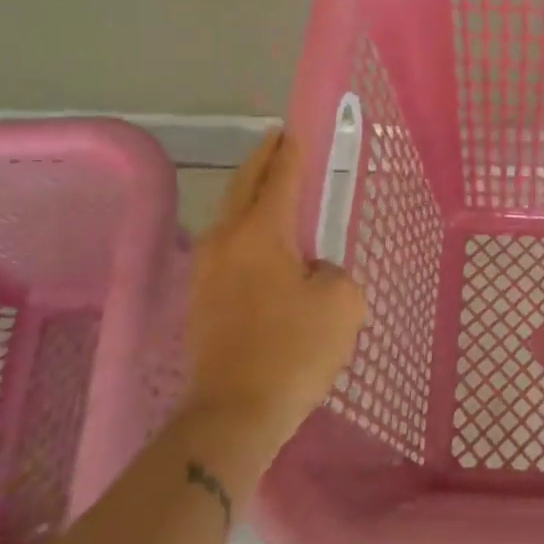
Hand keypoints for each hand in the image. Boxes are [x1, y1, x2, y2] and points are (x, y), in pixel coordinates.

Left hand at [185, 130, 366, 444]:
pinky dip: (244, 229)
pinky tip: (260, 243)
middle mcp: (227, 240)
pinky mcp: (202, 300)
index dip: (291, 151)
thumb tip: (315, 274)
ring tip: (270, 187)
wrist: (233, 414)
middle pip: (243, 186)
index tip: (295, 129)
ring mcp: (207, 271)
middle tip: (277, 141)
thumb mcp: (342, 304)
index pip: (280, 177)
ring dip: (249, 195)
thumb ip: (335, 273)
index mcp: (261, 232)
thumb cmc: (293, 351)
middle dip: (261, 160)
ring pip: (229, 216)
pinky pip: (226, 247)